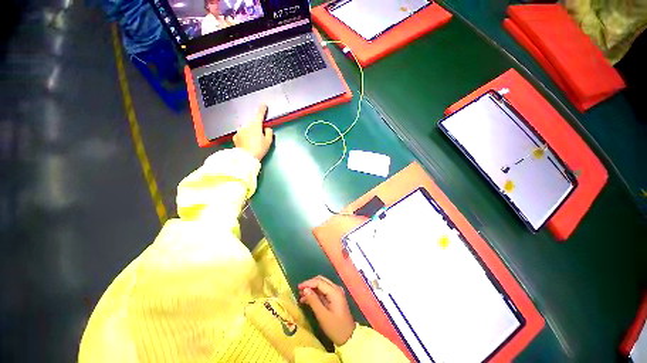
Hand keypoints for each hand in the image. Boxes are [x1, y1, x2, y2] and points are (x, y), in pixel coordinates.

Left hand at [233, 105, 273, 160]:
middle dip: (257, 127)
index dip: (262, 109)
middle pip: (253, 124)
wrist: (246, 158)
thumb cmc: (259, 149)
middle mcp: (246, 126)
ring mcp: (239, 131)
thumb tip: (267, 128)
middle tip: (260, 137)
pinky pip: (242, 134)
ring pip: (247, 129)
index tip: (264, 105)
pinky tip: (247, 143)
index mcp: (255, 126)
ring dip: (250, 132)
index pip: (259, 115)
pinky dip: (245, 137)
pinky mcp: (235, 137)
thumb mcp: (268, 142)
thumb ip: (269, 132)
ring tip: (253, 142)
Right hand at [298, 275, 355, 345]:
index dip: (308, 283)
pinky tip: (308, 299)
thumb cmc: (336, 328)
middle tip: (299, 291)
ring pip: (322, 285)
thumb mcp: (323, 316)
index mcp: (334, 291)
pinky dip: (316, 294)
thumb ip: (313, 301)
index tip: (298, 288)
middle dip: (310, 284)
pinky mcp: (335, 298)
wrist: (349, 338)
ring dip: (312, 289)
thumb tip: (305, 289)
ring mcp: (336, 293)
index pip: (319, 281)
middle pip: (321, 280)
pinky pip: (324, 291)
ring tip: (301, 296)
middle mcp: (336, 289)